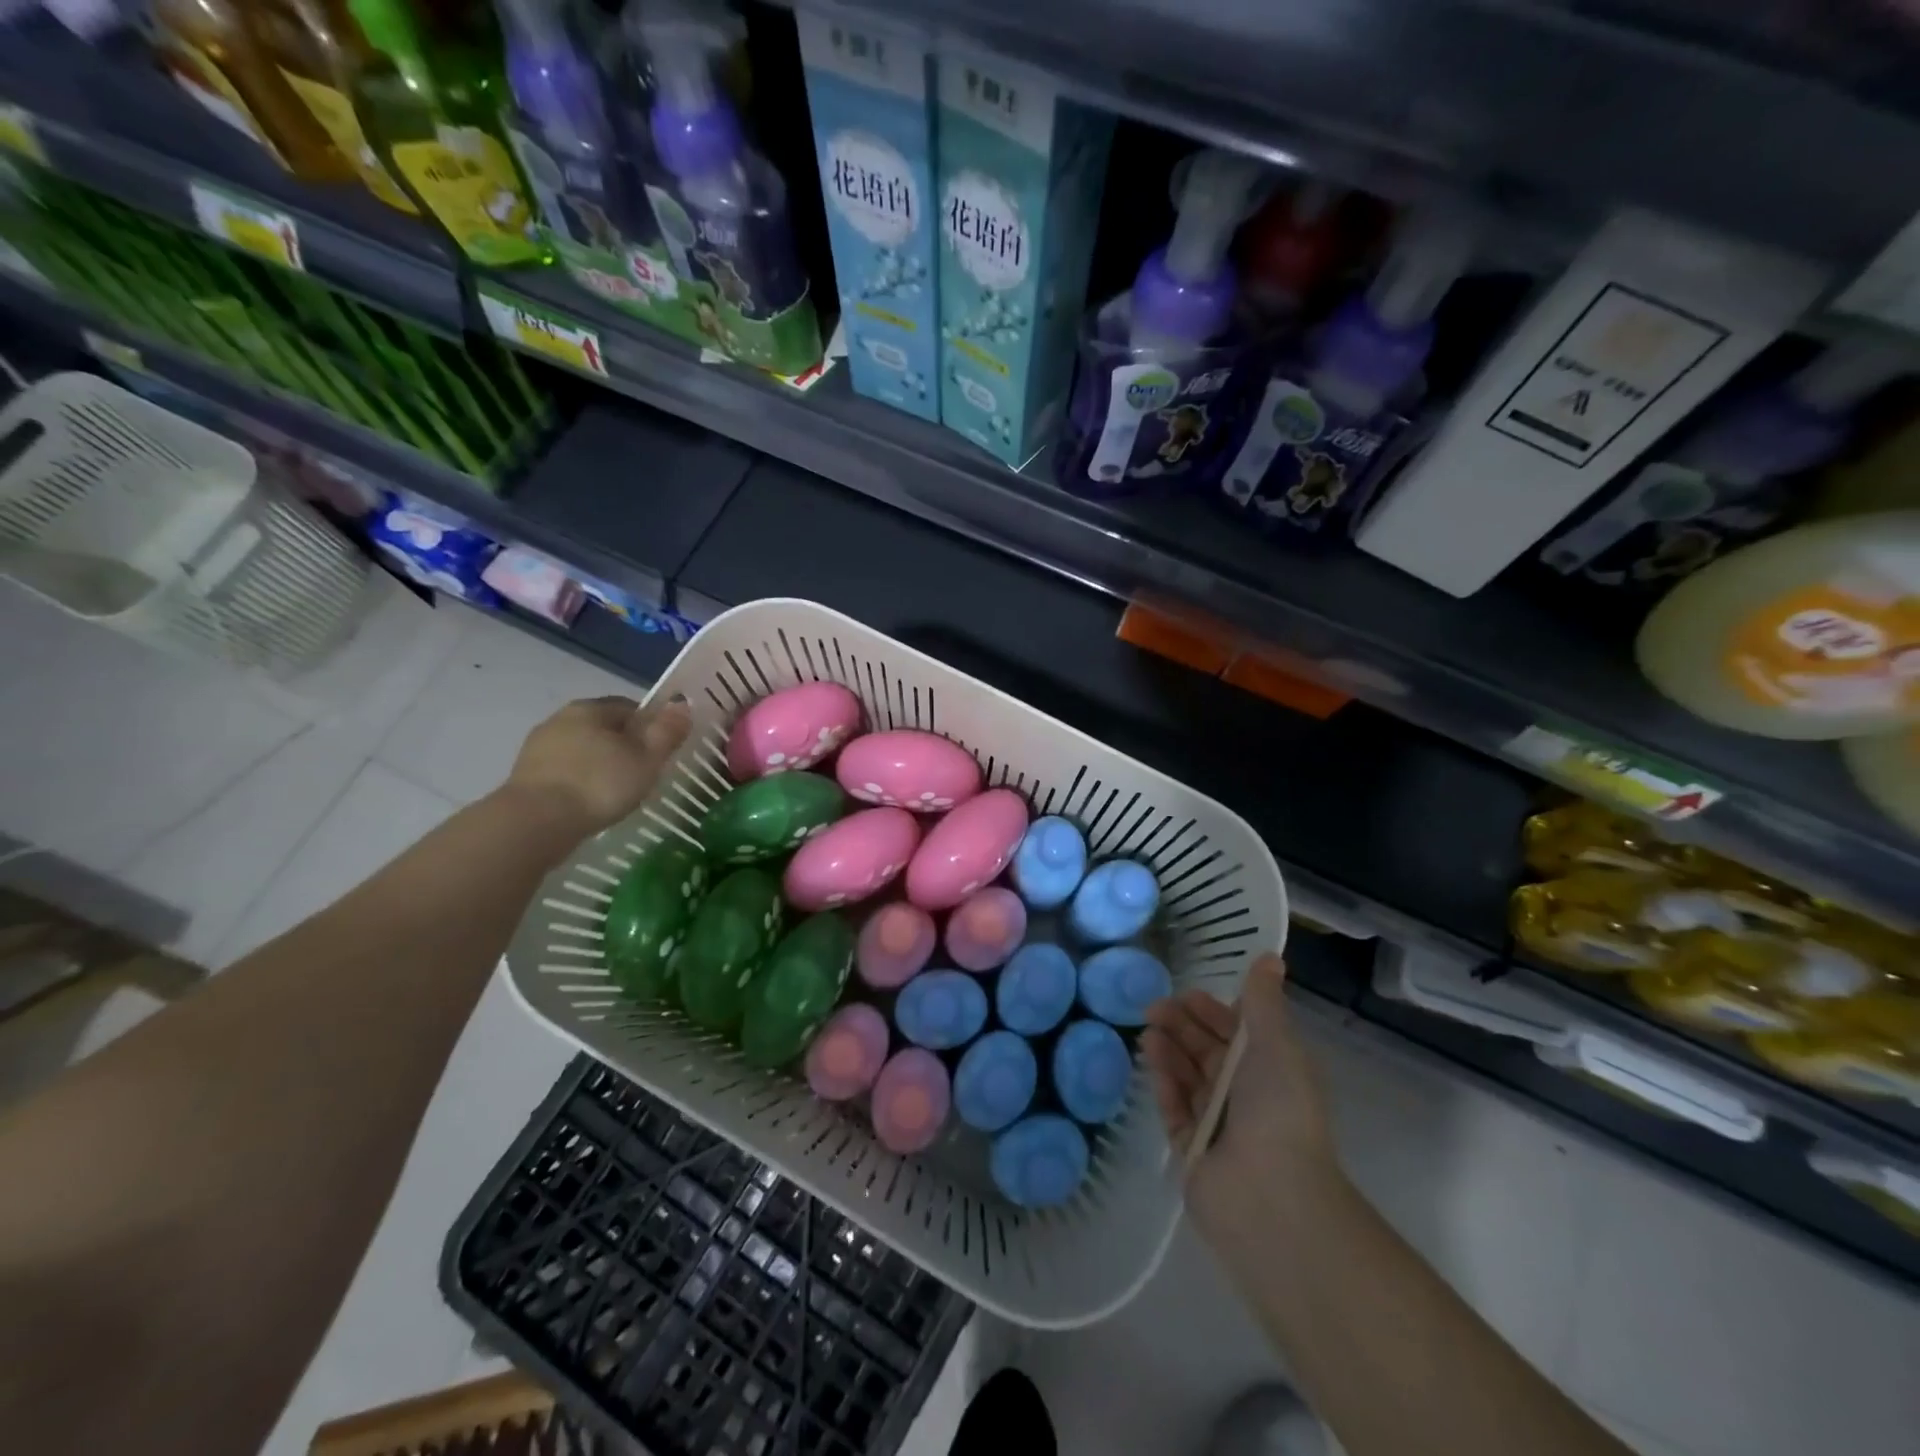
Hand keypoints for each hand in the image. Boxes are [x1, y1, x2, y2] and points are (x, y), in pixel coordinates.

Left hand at [504, 694, 691, 837]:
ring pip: (582, 751)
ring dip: (599, 767)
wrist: (536, 823)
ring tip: (617, 794)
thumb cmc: (599, 784)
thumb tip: (682, 704)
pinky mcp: (526, 777)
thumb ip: (667, 730)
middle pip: (604, 729)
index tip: (661, 754)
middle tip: (643, 776)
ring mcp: (538, 748)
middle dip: (623, 748)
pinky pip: (565, 773)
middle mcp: (560, 719)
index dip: (651, 729)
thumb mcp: (646, 758)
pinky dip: (580, 784)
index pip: (630, 708)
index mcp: (590, 708)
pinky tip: (590, 804)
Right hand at [1144, 954, 1337, 1233]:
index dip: (1212, 1011)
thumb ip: (1264, 1001)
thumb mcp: (1276, 1044)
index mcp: (1271, 1071)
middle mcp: (1245, 1095)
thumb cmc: (1278, 1109)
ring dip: (1169, 1051)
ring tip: (1148, 1031)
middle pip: (1207, 1052)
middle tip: (1153, 1008)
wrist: (1270, 1195)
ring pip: (1188, 1077)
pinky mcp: (1192, 1149)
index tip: (1186, 994)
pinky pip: (1175, 1109)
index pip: (1238, 1032)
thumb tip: (1271, 957)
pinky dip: (1164, 1086)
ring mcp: (1218, 1124)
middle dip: (1182, 1026)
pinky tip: (1152, 1064)